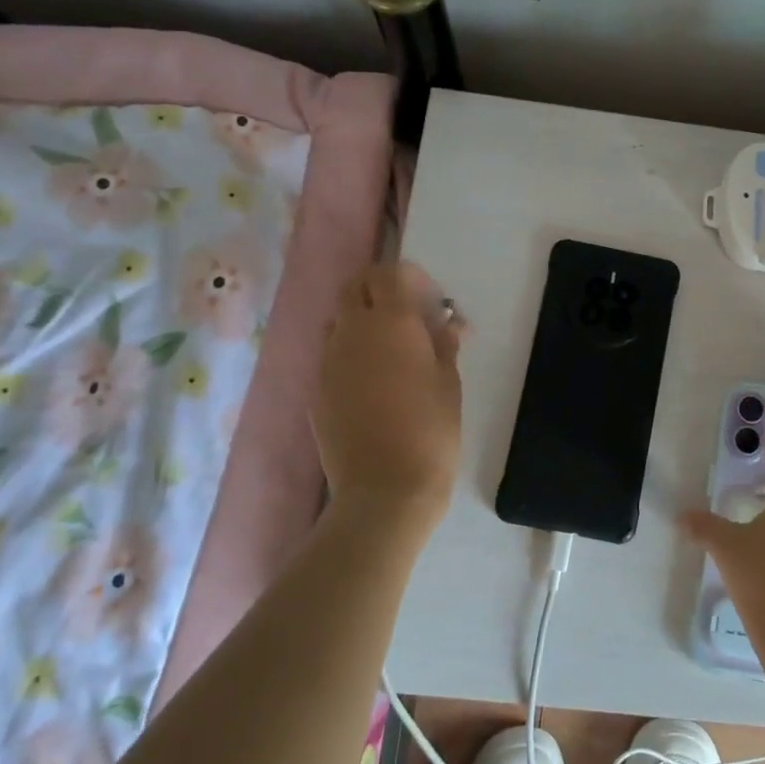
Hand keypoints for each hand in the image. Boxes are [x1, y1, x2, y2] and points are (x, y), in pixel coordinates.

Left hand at [314, 262, 463, 530]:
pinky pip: (330, 355)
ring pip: (338, 321)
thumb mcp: (449, 384)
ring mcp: (327, 361)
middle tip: (405, 315)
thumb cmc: (431, 432)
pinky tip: (371, 384)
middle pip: (354, 287)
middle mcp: (352, 332)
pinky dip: (349, 354)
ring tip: (388, 351)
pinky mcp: (315, 390)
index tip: (428, 299)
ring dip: (361, 321)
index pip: (388, 274)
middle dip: (377, 290)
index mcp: (392, 323)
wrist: (385, 490)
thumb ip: (443, 346)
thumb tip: (446, 324)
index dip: (407, 278)